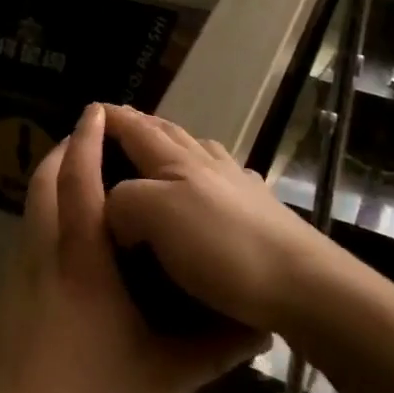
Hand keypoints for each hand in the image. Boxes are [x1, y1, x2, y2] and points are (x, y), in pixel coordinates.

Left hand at [0, 104, 265, 392]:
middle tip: (84, 141)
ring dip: (49, 192)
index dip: (86, 141)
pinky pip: (21, 251)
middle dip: (62, 154)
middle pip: (43, 186)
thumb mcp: (161, 379)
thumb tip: (256, 332)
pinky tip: (60, 264)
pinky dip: (39, 232)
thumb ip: (209, 350)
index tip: (95, 112)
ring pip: (28, 217)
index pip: (80, 182)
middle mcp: (40, 259)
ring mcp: (11, 283)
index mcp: (81, 263)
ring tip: (76, 192)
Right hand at [103, 106, 330, 335]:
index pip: (136, 128)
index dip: (113, 118)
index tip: (91, 110)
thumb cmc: (222, 246)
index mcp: (177, 161)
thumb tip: (114, 206)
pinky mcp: (261, 210)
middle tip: (118, 127)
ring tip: (159, 153)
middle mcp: (208, 163)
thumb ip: (124, 200)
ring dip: (173, 144)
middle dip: (140, 125)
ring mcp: (238, 184)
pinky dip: (205, 171)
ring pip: (198, 151)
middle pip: (168, 132)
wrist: (302, 282)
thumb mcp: (155, 215)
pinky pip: (224, 178)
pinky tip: (212, 185)